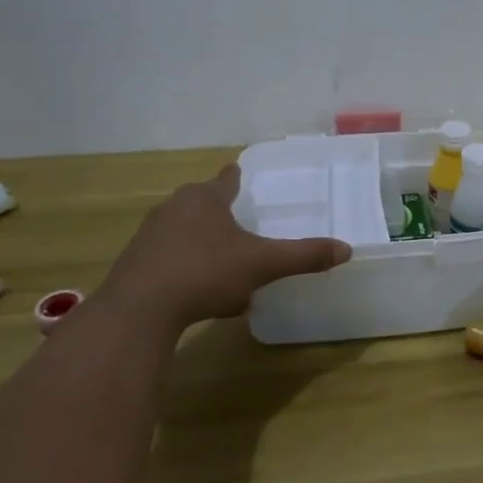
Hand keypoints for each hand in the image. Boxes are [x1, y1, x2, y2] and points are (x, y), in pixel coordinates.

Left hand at [98, 164, 351, 329]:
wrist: (139, 309)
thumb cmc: (205, 273)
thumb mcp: (262, 264)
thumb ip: (304, 256)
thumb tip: (347, 249)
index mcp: (205, 198)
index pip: (225, 179)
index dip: (235, 177)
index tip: (239, 173)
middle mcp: (174, 207)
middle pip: (201, 201)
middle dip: (217, 209)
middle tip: (238, 221)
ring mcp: (149, 234)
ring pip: (182, 228)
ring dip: (199, 238)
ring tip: (219, 257)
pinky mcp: (134, 262)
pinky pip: (166, 255)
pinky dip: (182, 264)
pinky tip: (195, 288)